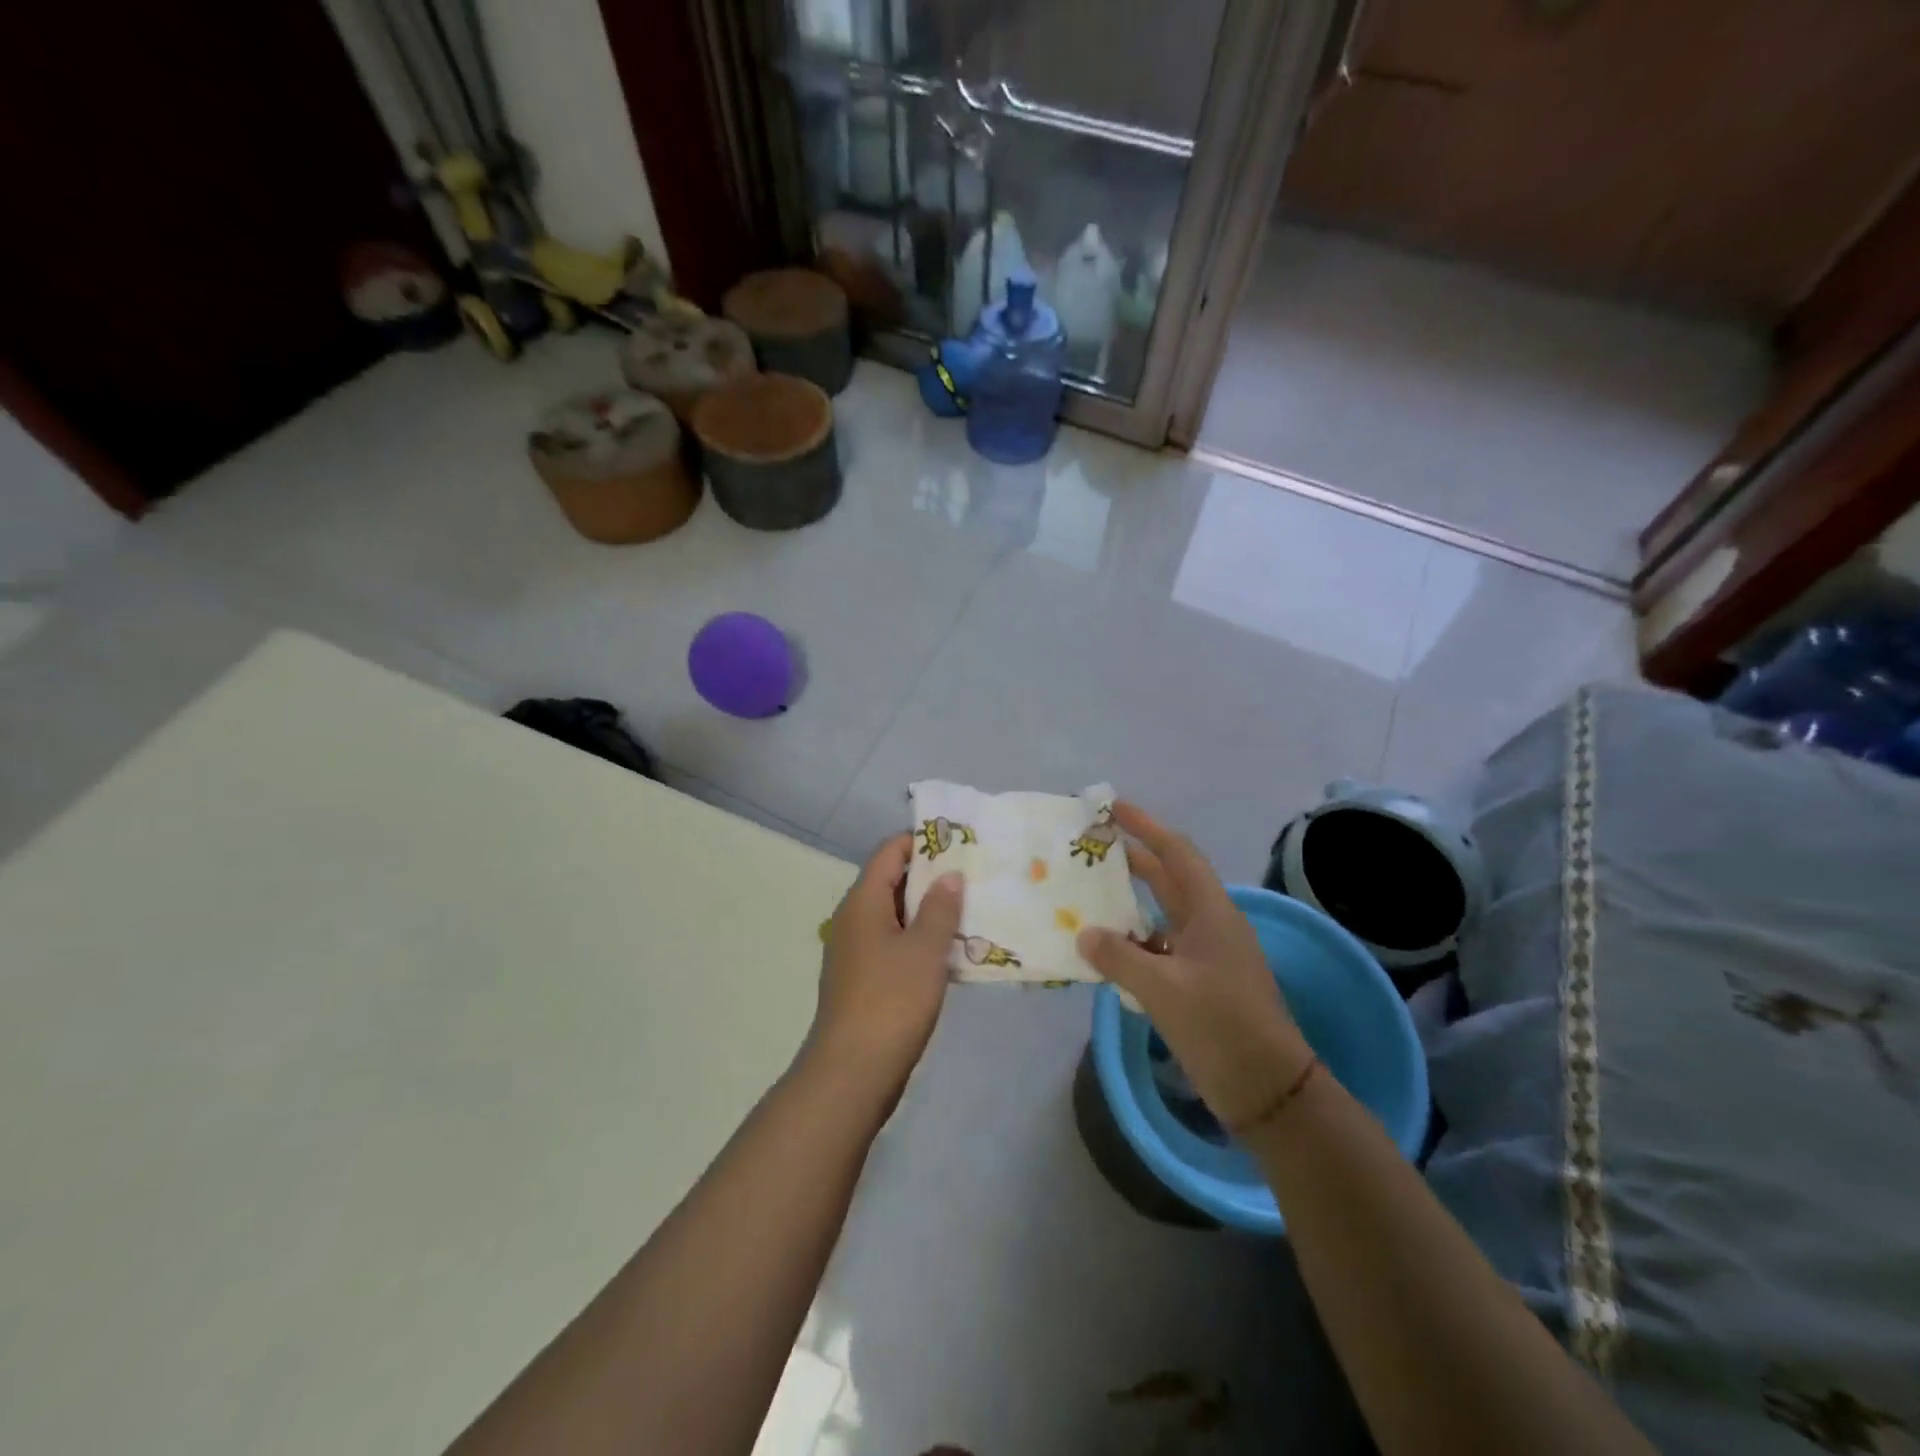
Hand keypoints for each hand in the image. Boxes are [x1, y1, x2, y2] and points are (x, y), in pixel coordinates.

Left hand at [805, 835, 963, 1107]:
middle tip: (974, 877)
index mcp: (863, 902)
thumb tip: (948, 875)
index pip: (890, 852)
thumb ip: (940, 908)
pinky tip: (952, 954)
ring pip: (896, 917)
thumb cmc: (891, 1001)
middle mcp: (854, 919)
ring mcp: (856, 952)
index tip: (960, 844)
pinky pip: (895, 945)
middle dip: (932, 878)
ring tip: (972, 912)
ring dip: (930, 913)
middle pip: (893, 882)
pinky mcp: (864, 980)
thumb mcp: (925, 950)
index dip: (922, 842)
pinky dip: (921, 942)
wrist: (852, 1073)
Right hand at [1077, 803, 1312, 1129]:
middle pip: (1168, 879)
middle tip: (1092, 845)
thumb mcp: (1164, 989)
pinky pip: (1159, 949)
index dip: (1147, 827)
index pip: (1177, 854)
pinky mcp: (1198, 984)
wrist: (1268, 1090)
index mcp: (1211, 913)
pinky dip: (1132, 944)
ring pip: (1161, 915)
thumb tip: (1084, 934)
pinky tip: (1104, 950)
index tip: (1114, 808)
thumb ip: (1119, 957)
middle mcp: (1209, 925)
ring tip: (1088, 895)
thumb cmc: (1222, 1027)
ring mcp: (1205, 956)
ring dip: (1129, 904)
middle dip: (1134, 859)